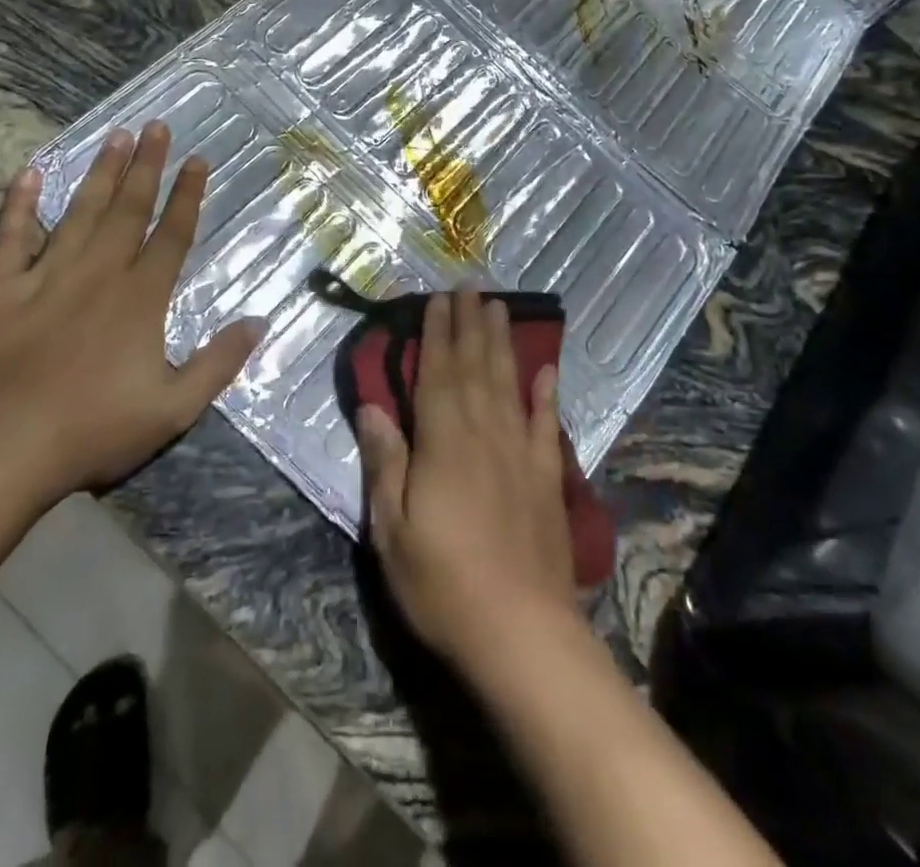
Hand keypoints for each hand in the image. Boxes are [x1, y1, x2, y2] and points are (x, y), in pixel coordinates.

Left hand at [0, 122, 262, 503]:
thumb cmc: (94, 430)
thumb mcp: (174, 408)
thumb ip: (219, 362)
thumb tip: (259, 322)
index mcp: (141, 298)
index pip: (171, 234)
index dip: (187, 195)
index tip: (197, 160)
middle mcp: (98, 274)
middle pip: (128, 209)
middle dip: (147, 166)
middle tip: (157, 126)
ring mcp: (46, 277)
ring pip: (80, 212)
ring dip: (101, 173)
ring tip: (117, 136)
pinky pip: (12, 237)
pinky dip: (19, 205)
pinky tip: (29, 174)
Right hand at [357, 290, 578, 671]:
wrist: (523, 634)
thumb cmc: (443, 585)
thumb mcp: (392, 531)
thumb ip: (385, 462)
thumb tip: (372, 407)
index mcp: (443, 442)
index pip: (437, 374)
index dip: (437, 334)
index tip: (438, 299)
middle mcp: (484, 433)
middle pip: (475, 366)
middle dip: (470, 323)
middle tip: (471, 285)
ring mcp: (521, 452)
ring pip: (509, 382)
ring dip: (503, 343)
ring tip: (501, 307)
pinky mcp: (547, 477)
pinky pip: (547, 423)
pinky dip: (546, 393)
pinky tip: (547, 369)